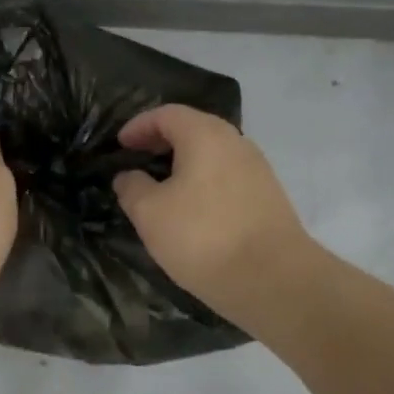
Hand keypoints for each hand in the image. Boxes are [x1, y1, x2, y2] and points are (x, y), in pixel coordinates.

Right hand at [112, 104, 312, 318]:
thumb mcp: (150, 213)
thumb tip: (129, 176)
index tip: (120, 144)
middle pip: (193, 129)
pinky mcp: (268, 196)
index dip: (139, 126)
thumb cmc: (203, 237)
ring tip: (162, 187)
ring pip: (212, 154)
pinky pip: (227, 176)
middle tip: (138, 160)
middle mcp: (235, 142)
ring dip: (184, 163)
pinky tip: (192, 208)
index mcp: (205, 135)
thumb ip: (132, 187)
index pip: (167, 114)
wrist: (274, 279)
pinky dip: (203, 181)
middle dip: (162, 141)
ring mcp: (257, 169)